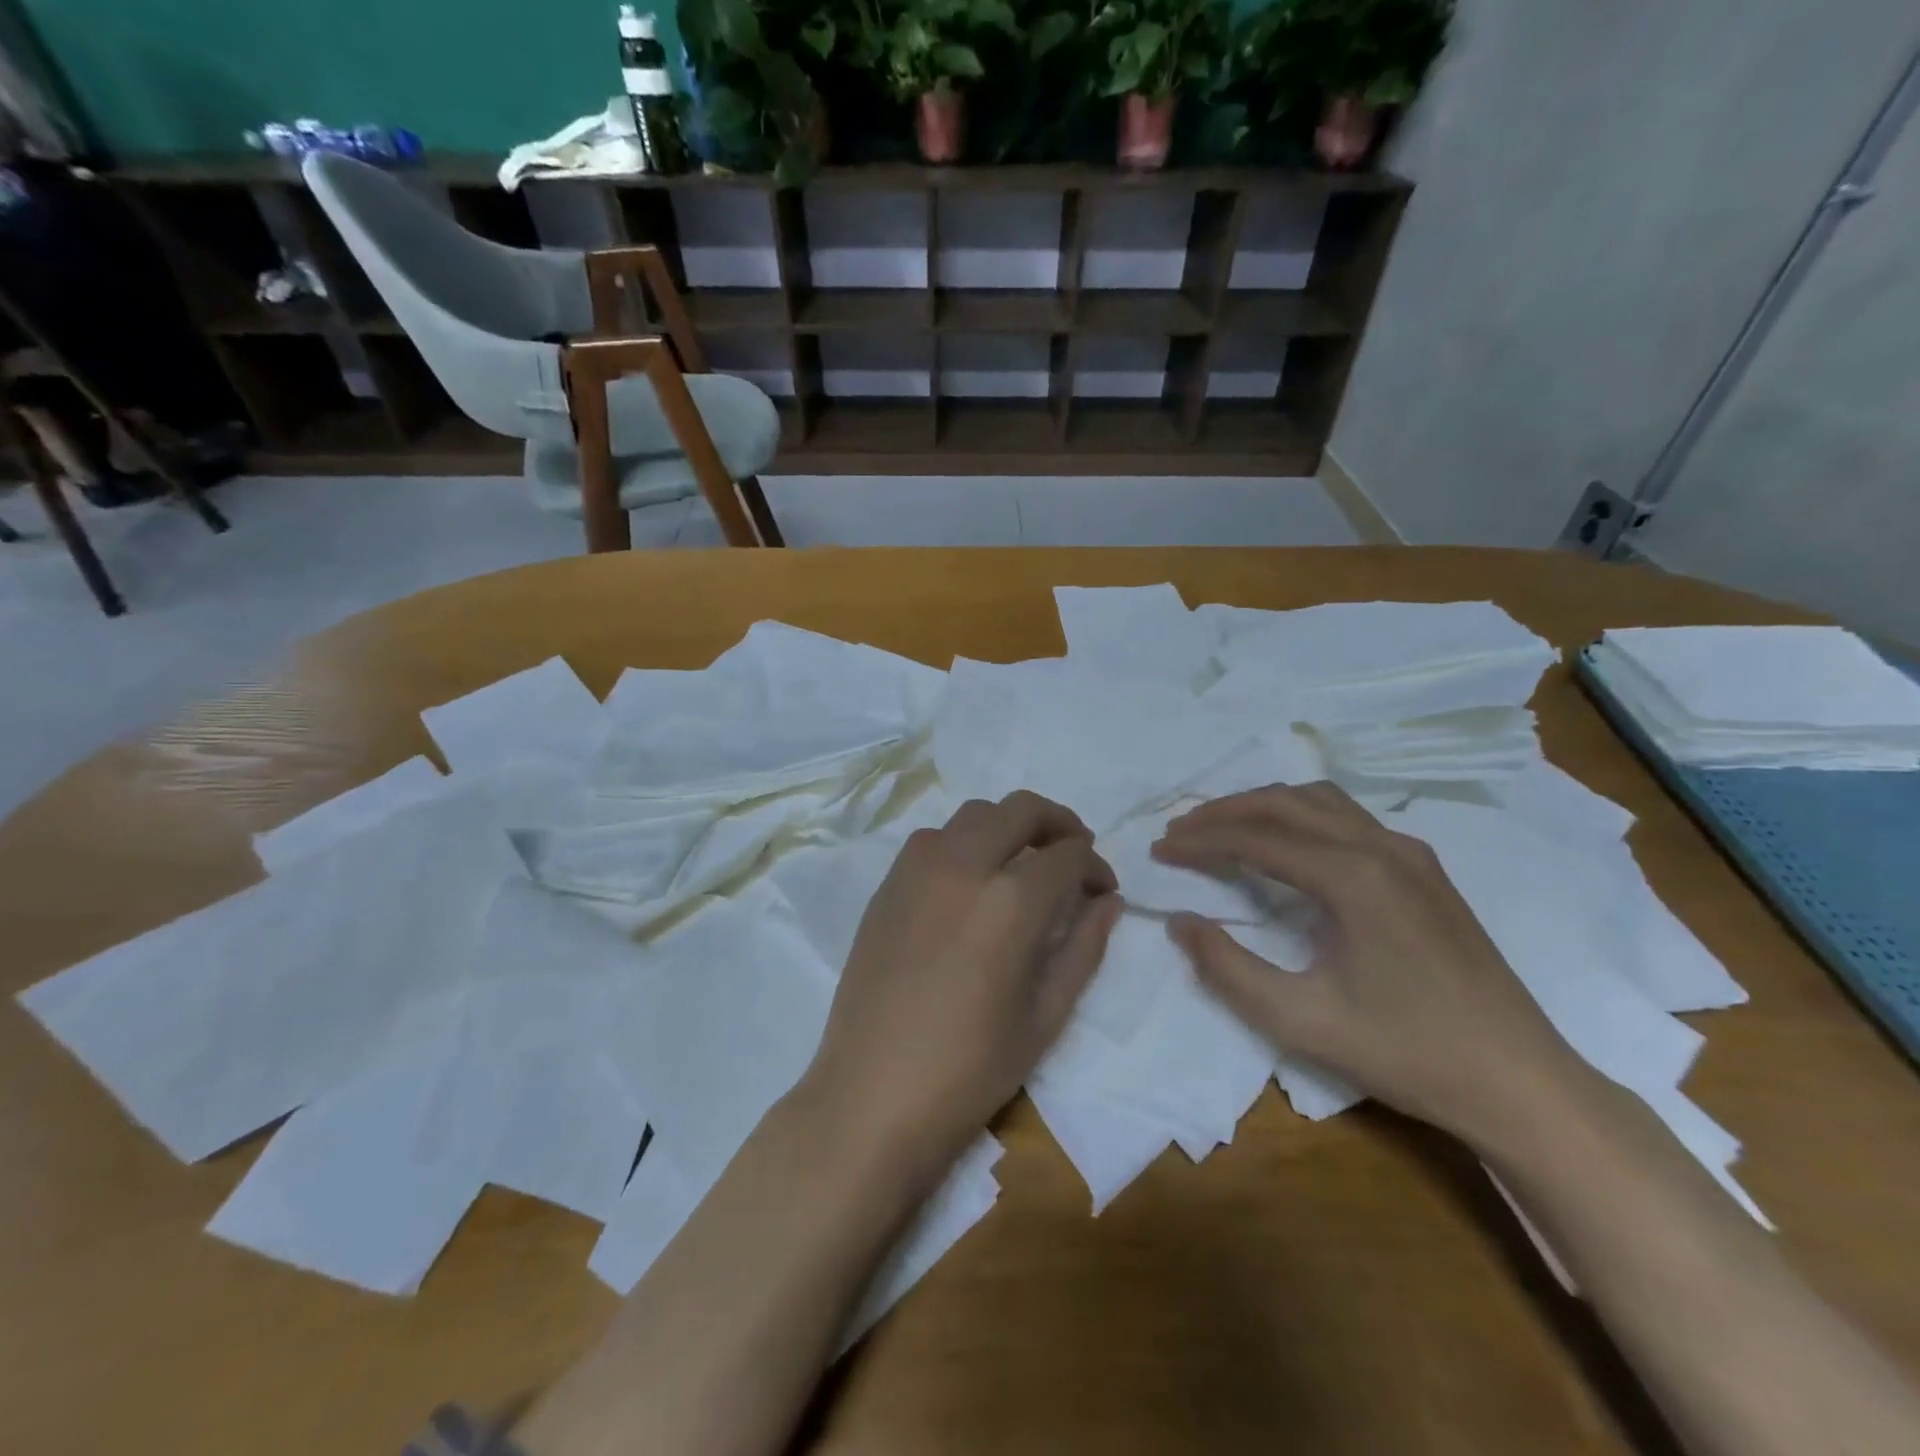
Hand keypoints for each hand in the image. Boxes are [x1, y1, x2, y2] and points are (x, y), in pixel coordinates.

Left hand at [804, 791, 1120, 1186]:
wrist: (872, 1094)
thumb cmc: (970, 1068)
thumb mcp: (1045, 1015)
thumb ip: (1083, 947)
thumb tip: (1108, 901)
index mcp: (1010, 900)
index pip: (1068, 854)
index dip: (1095, 866)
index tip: (1103, 889)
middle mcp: (963, 865)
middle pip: (1021, 809)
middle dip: (1059, 823)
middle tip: (1073, 852)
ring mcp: (917, 869)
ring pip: (974, 814)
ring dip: (1008, 826)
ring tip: (1023, 863)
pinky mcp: (888, 885)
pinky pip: (933, 839)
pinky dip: (964, 841)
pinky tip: (971, 882)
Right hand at [1153, 782, 1583, 1143]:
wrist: (1522, 1083)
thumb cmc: (1408, 1053)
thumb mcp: (1301, 1021)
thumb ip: (1228, 969)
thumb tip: (1181, 922)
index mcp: (1353, 877)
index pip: (1257, 838)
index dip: (1202, 840)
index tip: (1160, 849)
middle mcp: (1382, 848)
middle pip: (1286, 803)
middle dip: (1225, 810)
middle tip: (1181, 830)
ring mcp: (1411, 854)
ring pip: (1321, 801)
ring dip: (1264, 806)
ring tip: (1223, 827)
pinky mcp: (1426, 870)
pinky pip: (1349, 818)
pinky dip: (1301, 816)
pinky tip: (1287, 844)